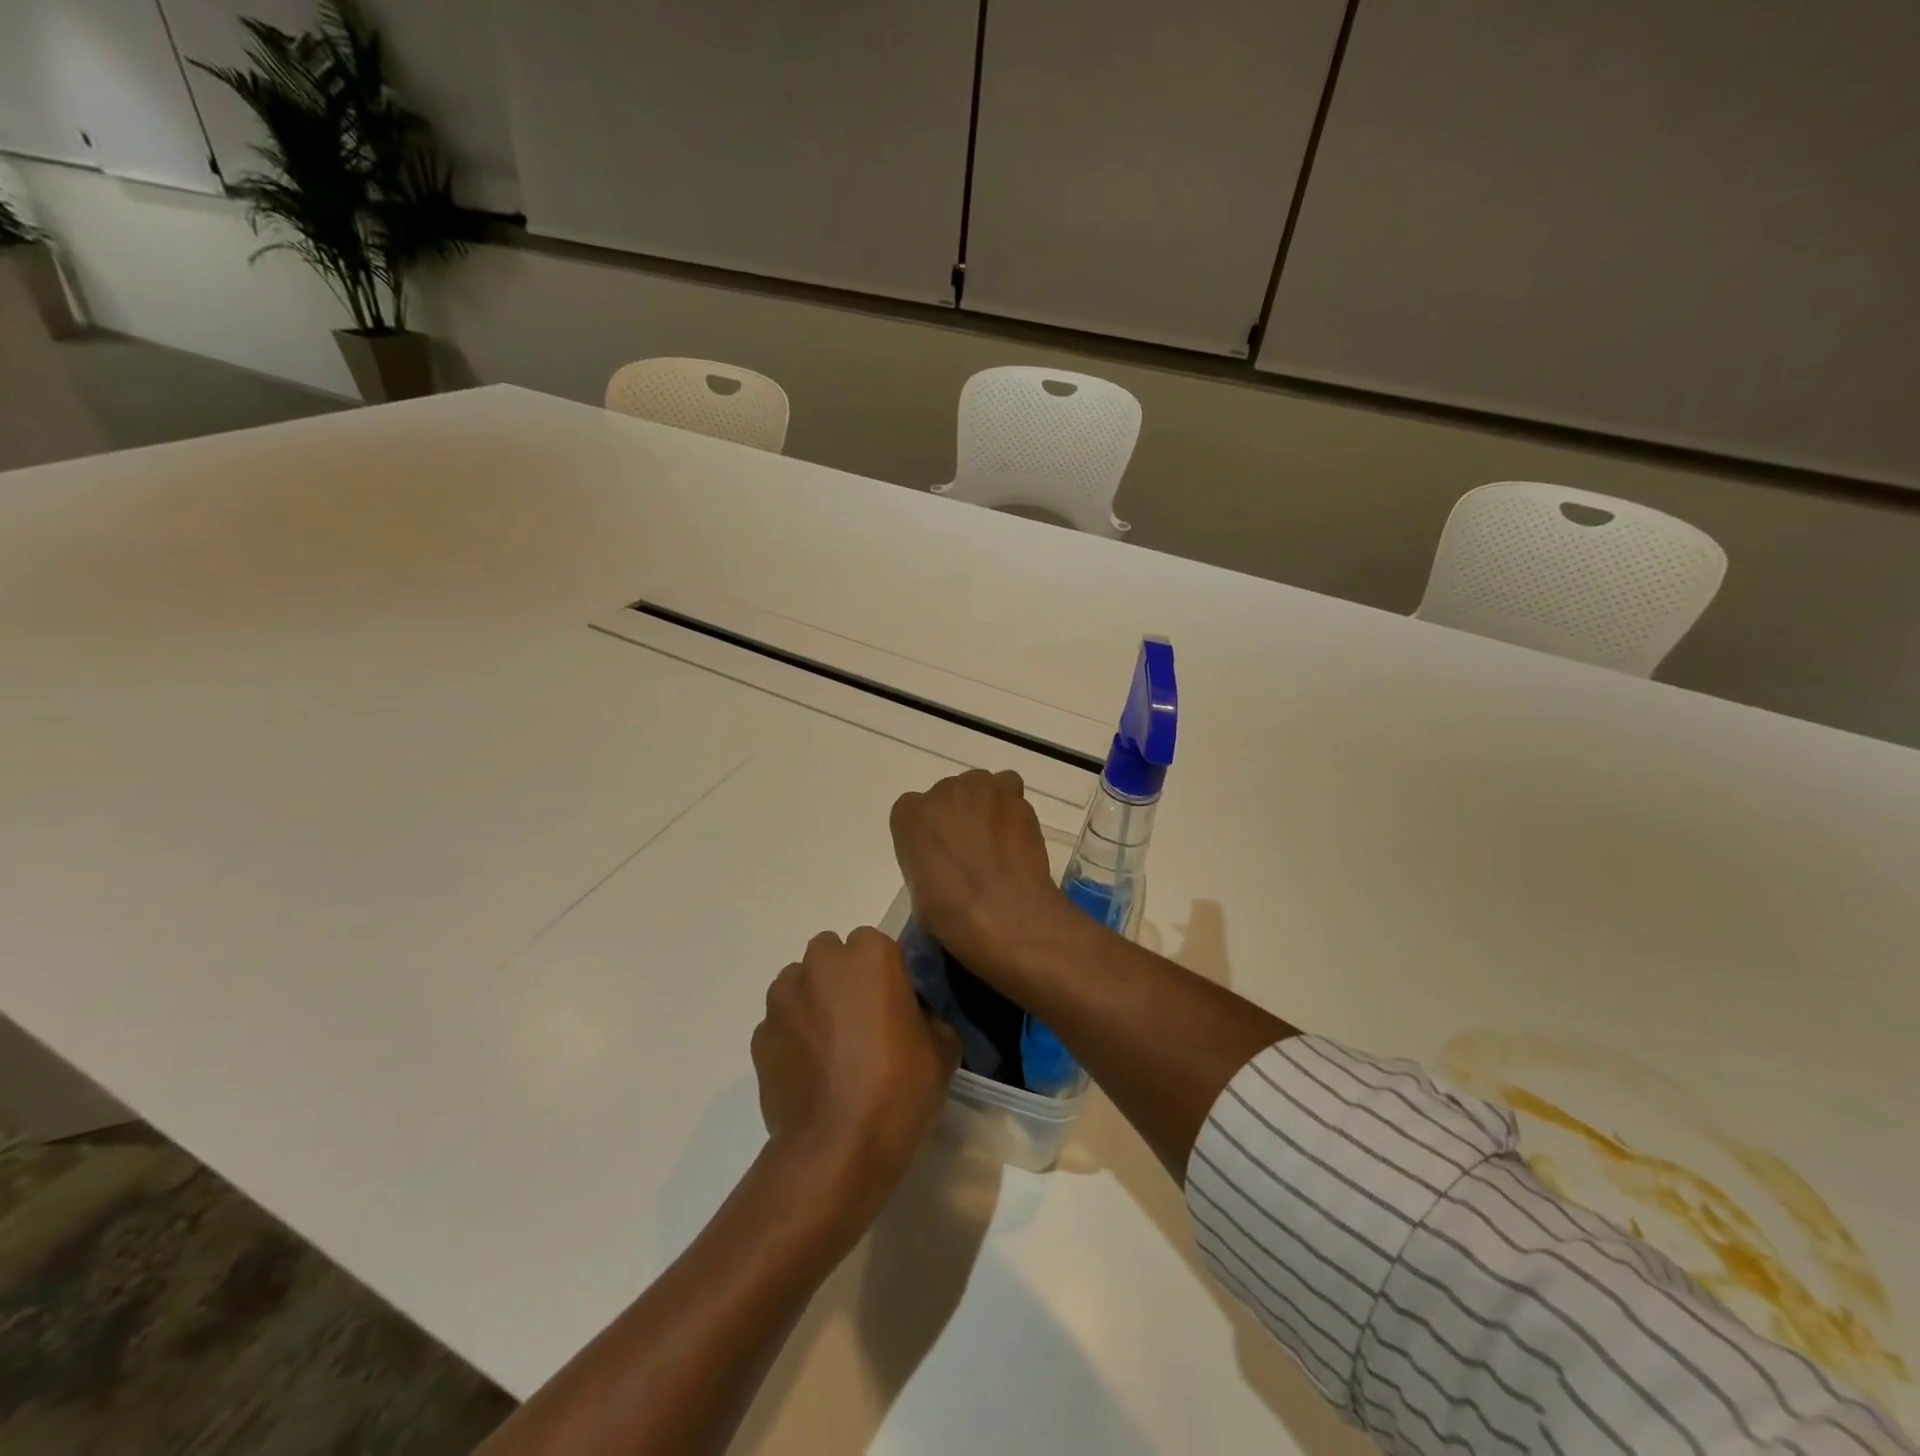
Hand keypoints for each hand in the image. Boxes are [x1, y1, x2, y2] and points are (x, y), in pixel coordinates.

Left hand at [752, 928, 959, 1217]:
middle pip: (831, 954)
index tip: (894, 1003)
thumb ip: (928, 1017)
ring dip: (813, 1001)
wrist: (837, 1149)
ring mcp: (784, 999)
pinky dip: (792, 1037)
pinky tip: (809, 1072)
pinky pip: (780, 1023)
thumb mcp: (943, 1050)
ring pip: (799, 983)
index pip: (875, 943)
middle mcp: (821, 964)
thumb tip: (914, 1019)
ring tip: (830, 1046)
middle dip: (842, 976)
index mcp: (870, 956)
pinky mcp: (760, 1036)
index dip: (884, 972)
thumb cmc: (898, 1089)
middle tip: (861, 1019)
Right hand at [889, 769, 1068, 975]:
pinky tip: (1016, 835)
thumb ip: (924, 864)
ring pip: (980, 786)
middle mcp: (942, 792)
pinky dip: (1011, 808)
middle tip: (970, 849)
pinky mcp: (1013, 796)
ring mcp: (980, 789)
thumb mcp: (918, 894)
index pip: (912, 811)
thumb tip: (943, 867)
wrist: (1005, 913)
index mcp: (909, 816)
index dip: (927, 833)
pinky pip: (1009, 790)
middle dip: (957, 816)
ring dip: (985, 806)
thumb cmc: (952, 914)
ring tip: (996, 840)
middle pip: (948, 794)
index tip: (938, 855)